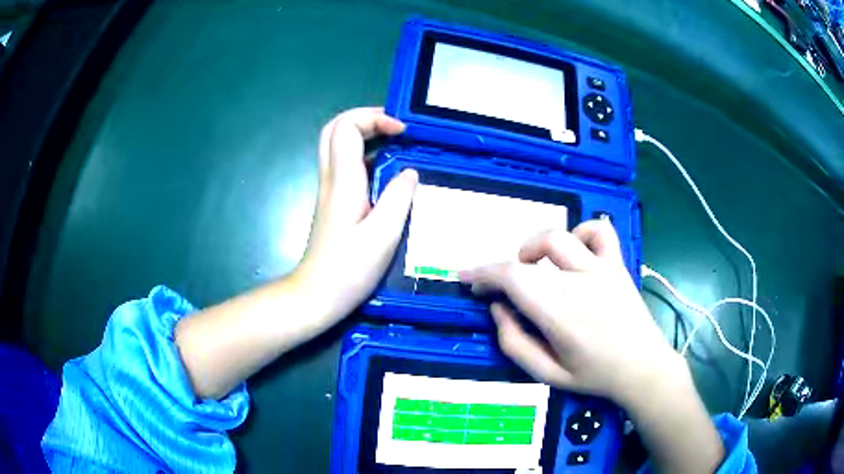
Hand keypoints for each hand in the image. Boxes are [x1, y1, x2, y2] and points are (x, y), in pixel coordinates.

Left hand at [296, 107, 417, 323]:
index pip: (346, 127)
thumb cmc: (349, 269)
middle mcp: (331, 179)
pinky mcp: (333, 202)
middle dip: (365, 119)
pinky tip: (387, 172)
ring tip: (396, 143)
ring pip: (337, 145)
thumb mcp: (383, 236)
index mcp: (343, 181)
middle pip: (334, 129)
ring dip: (365, 135)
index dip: (374, 118)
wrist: (317, 295)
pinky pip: (345, 165)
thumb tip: (410, 172)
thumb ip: (399, 198)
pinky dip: (365, 156)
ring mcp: (329, 190)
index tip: (402, 132)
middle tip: (394, 127)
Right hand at [459, 219, 682, 407]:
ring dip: (534, 247)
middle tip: (499, 289)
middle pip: (527, 258)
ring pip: (558, 237)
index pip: (511, 278)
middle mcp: (579, 284)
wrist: (644, 368)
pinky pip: (599, 231)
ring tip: (533, 267)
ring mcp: (602, 270)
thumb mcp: (547, 374)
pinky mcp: (617, 264)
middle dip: (501, 269)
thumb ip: (514, 343)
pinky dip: (580, 233)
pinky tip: (575, 252)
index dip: (483, 274)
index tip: (469, 280)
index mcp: (560, 315)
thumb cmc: (595, 375)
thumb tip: (498, 308)